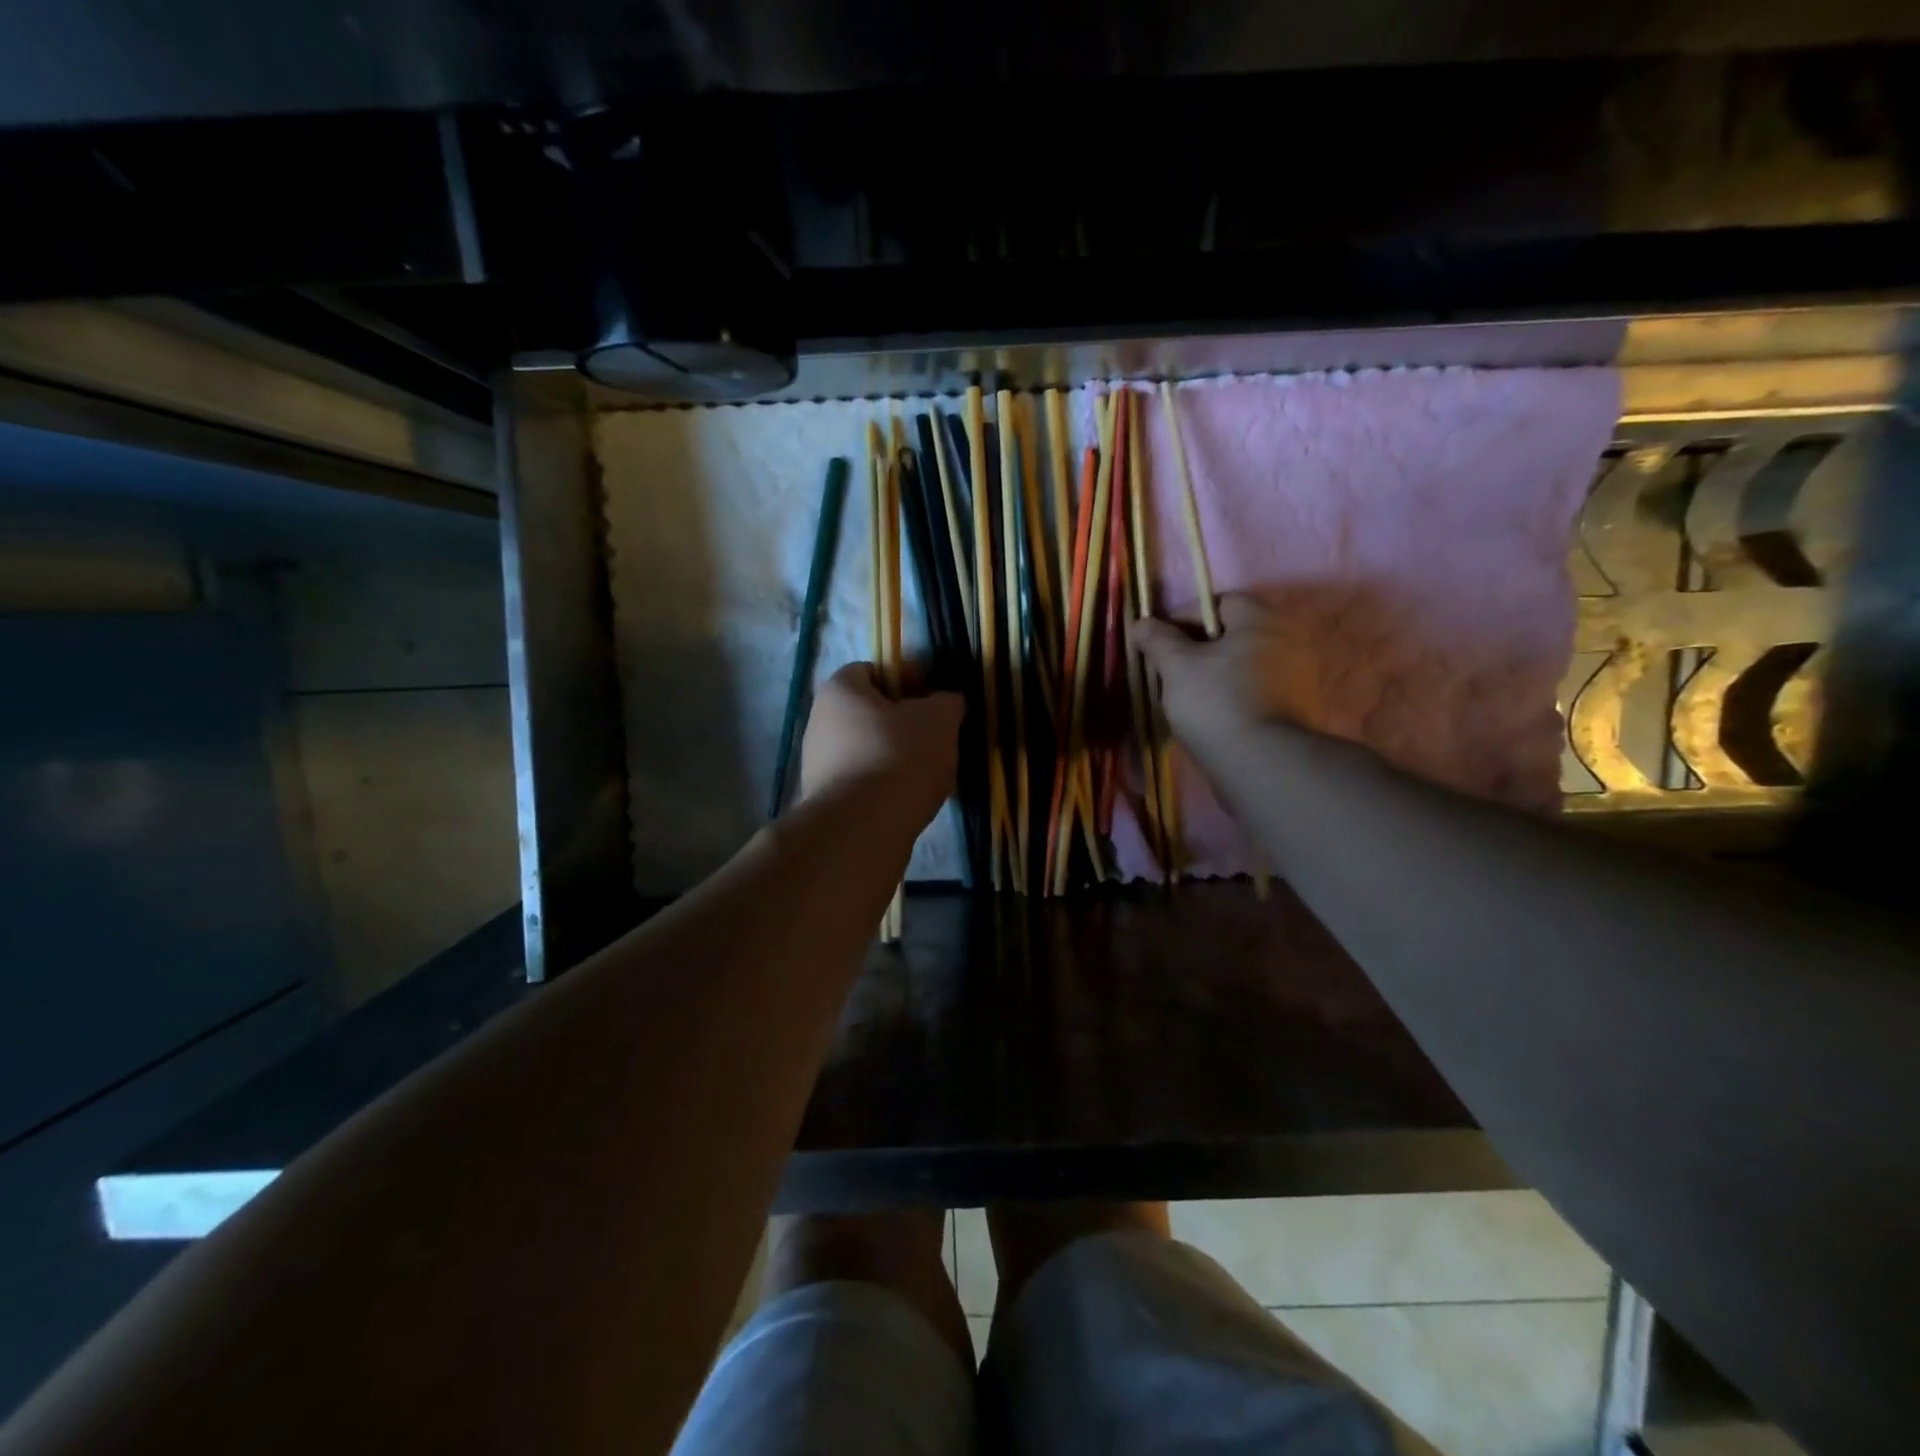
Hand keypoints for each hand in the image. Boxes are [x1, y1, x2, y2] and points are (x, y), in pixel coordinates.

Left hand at [799, 664, 962, 823]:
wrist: (863, 827)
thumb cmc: (899, 756)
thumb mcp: (938, 719)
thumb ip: (946, 702)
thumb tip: (945, 703)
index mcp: (840, 690)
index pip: (873, 670)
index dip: (907, 678)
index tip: (934, 699)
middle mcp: (820, 721)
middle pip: (871, 712)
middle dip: (906, 723)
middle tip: (937, 737)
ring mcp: (818, 763)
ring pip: (869, 749)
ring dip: (899, 757)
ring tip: (929, 774)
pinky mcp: (827, 799)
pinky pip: (864, 781)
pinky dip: (887, 786)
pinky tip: (910, 800)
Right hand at [1130, 593, 1321, 759]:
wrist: (1264, 764)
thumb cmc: (1217, 702)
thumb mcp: (1176, 666)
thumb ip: (1158, 639)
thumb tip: (1142, 623)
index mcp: (1262, 621)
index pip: (1221, 602)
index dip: (1186, 616)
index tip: (1160, 642)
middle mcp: (1289, 641)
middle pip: (1235, 635)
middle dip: (1200, 649)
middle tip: (1171, 672)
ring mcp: (1299, 678)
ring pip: (1245, 666)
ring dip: (1217, 676)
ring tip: (1188, 699)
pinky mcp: (1299, 712)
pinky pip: (1258, 693)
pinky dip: (1235, 699)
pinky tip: (1213, 719)